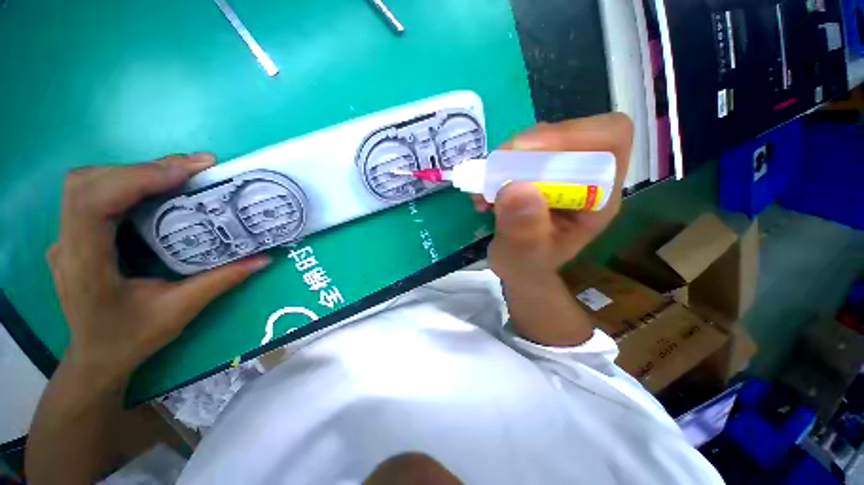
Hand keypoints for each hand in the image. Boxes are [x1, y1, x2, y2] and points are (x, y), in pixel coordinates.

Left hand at [48, 153, 270, 387]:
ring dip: (134, 171)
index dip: (136, 178)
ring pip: (89, 183)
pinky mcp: (76, 234)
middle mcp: (67, 243)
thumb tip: (263, 259)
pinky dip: (129, 182)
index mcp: (85, 265)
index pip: (93, 203)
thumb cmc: (131, 338)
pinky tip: (158, 189)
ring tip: (181, 174)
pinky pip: (96, 194)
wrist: (95, 357)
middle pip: (88, 183)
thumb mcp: (179, 311)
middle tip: (194, 167)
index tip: (186, 172)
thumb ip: (221, 281)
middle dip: (141, 168)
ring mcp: (67, 236)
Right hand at [476, 113, 632, 286]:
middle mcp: (585, 177)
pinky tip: (485, 190)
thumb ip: (522, 230)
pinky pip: (520, 152)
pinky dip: (498, 165)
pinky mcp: (539, 170)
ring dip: (507, 158)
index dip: (570, 135)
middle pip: (571, 132)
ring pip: (541, 139)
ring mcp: (561, 171)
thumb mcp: (522, 257)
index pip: (608, 140)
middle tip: (495, 171)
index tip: (523, 152)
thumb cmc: (527, 265)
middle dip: (528, 147)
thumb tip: (515, 188)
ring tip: (485, 187)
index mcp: (598, 198)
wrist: (519, 266)